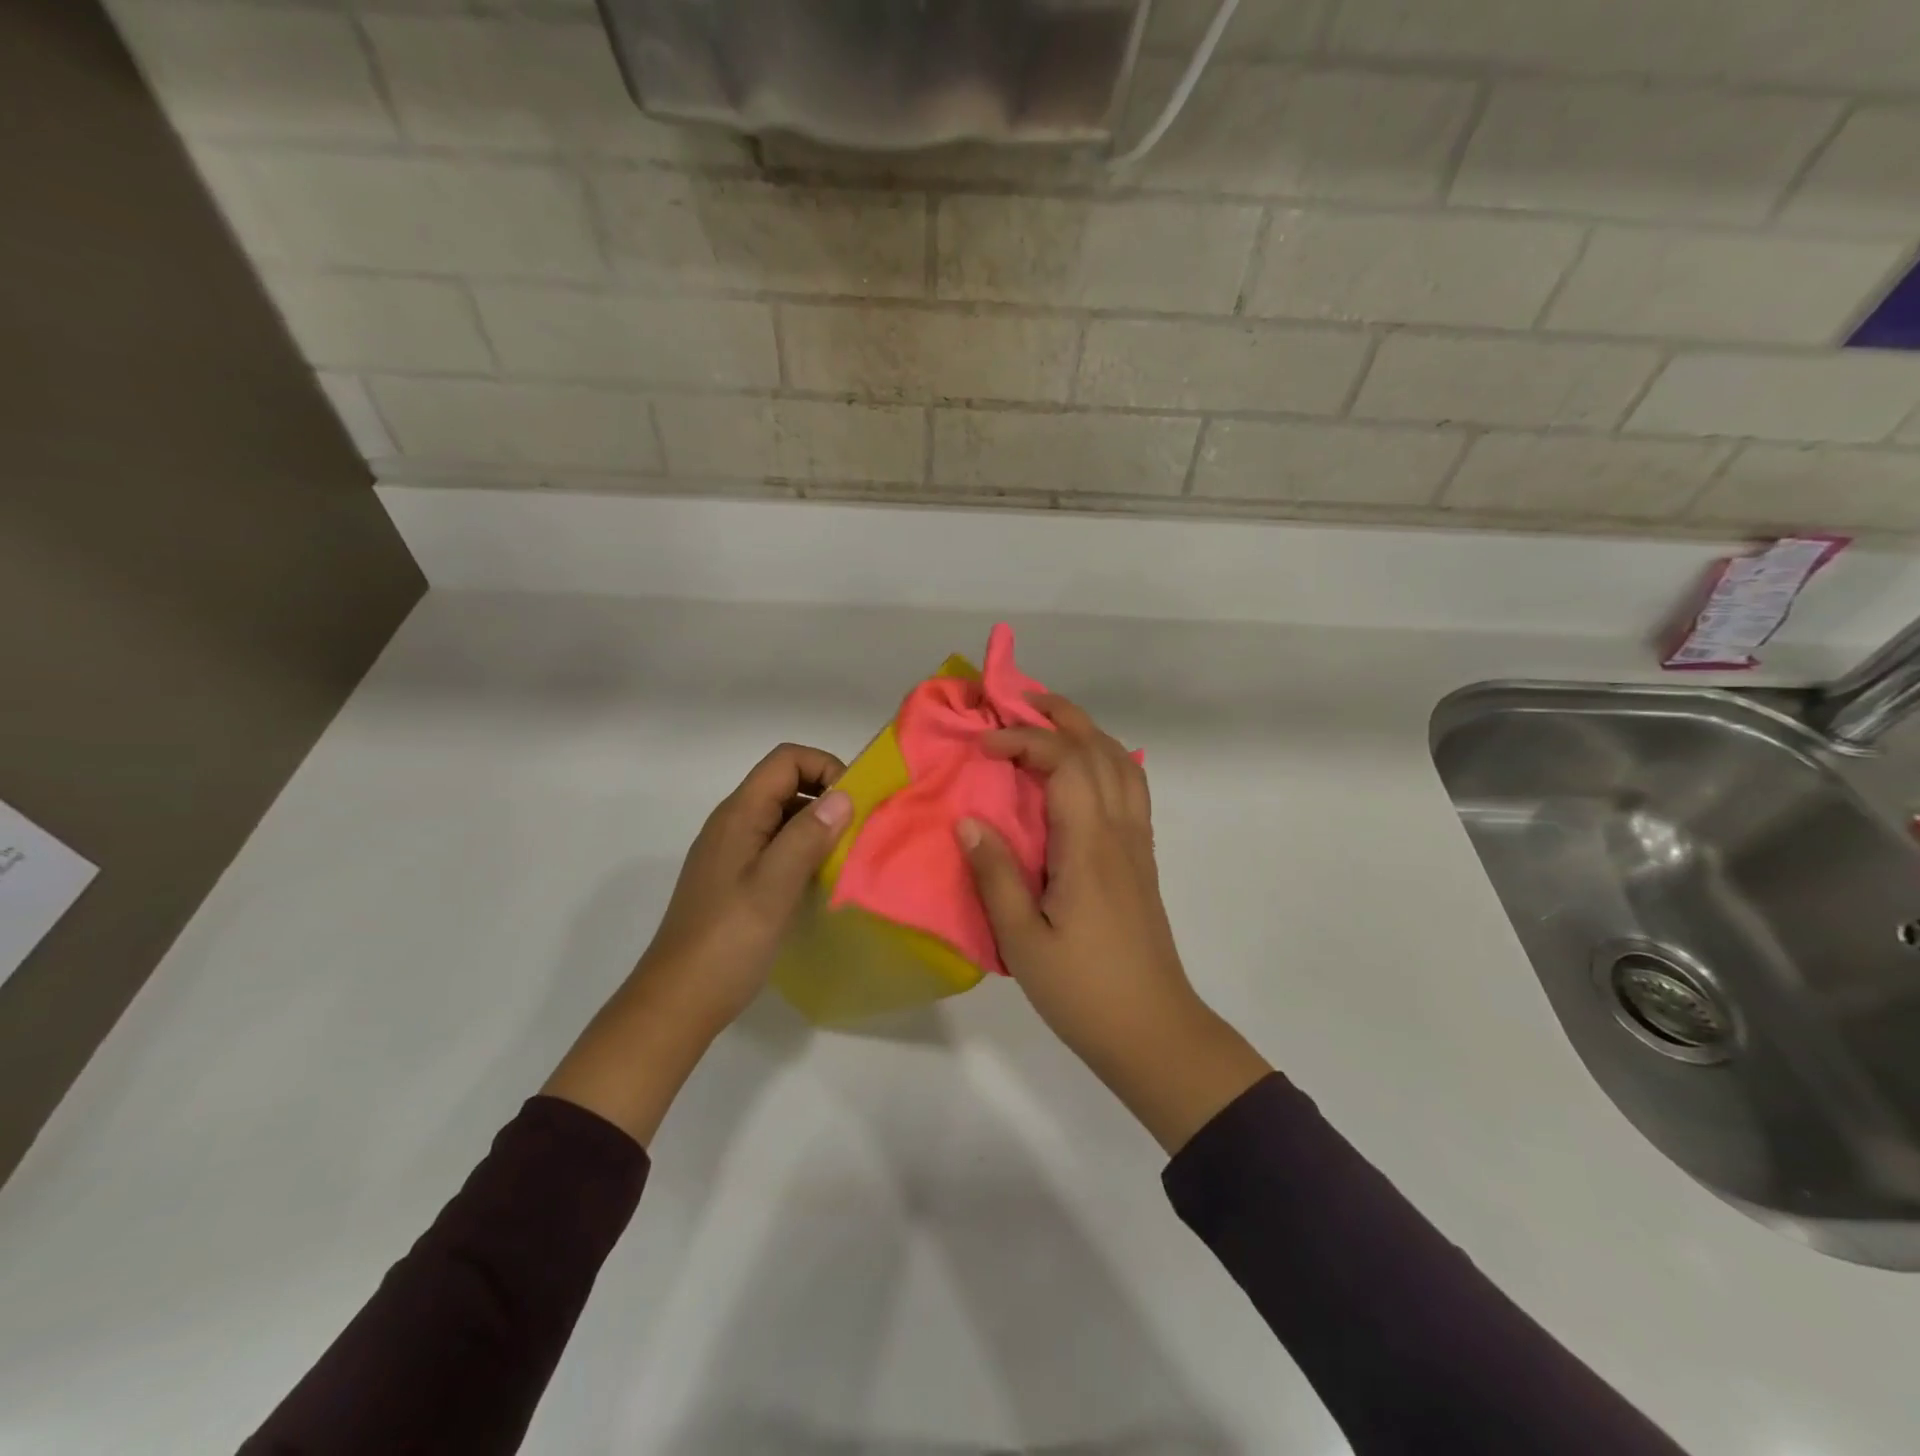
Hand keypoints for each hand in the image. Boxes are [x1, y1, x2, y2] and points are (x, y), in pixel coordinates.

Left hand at [543, 744, 851, 1146]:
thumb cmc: (728, 941)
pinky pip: (775, 845)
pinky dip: (802, 850)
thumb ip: (808, 836)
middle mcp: (733, 823)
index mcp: (739, 815)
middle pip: (785, 784)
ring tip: (844, 858)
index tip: (853, 804)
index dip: (825, 767)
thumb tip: (843, 795)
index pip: (786, 760)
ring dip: (817, 826)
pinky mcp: (734, 878)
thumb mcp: (774, 886)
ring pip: (782, 816)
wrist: (678, 1000)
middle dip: (826, 796)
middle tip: (857, 833)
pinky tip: (818, 881)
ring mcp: (731, 851)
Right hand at [957, 696, 1268, 1152]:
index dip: (1025, 739)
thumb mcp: (1023, 940)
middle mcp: (1120, 833)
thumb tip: (969, 820)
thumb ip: (996, 875)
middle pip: (1101, 750)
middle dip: (1061, 716)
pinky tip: (1083, 775)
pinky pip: (1131, 790)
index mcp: (1089, 846)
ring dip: (1087, 733)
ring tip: (1050, 725)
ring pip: (1122, 765)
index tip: (984, 745)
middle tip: (1020, 702)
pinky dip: (1107, 762)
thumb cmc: (1083, 990)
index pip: (1066, 763)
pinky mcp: (1142, 862)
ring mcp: (1137, 845)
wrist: (1153, 1031)